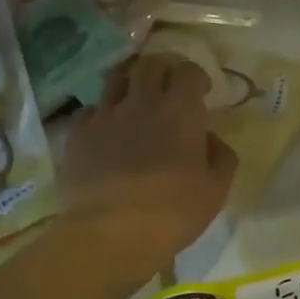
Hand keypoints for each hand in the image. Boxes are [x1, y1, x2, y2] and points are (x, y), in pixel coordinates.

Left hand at [62, 54, 237, 271]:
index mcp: (180, 112)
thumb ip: (221, 157)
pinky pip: (92, 110)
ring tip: (136, 102)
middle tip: (169, 87)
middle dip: (163, 69)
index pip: (188, 71)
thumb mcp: (215, 191)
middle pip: (150, 64)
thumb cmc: (171, 213)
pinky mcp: (78, 134)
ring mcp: (105, 116)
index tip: (201, 92)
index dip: (196, 76)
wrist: (108, 234)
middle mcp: (141, 103)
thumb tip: (210, 139)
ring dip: (131, 84)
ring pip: (117, 79)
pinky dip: (104, 113)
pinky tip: (108, 131)